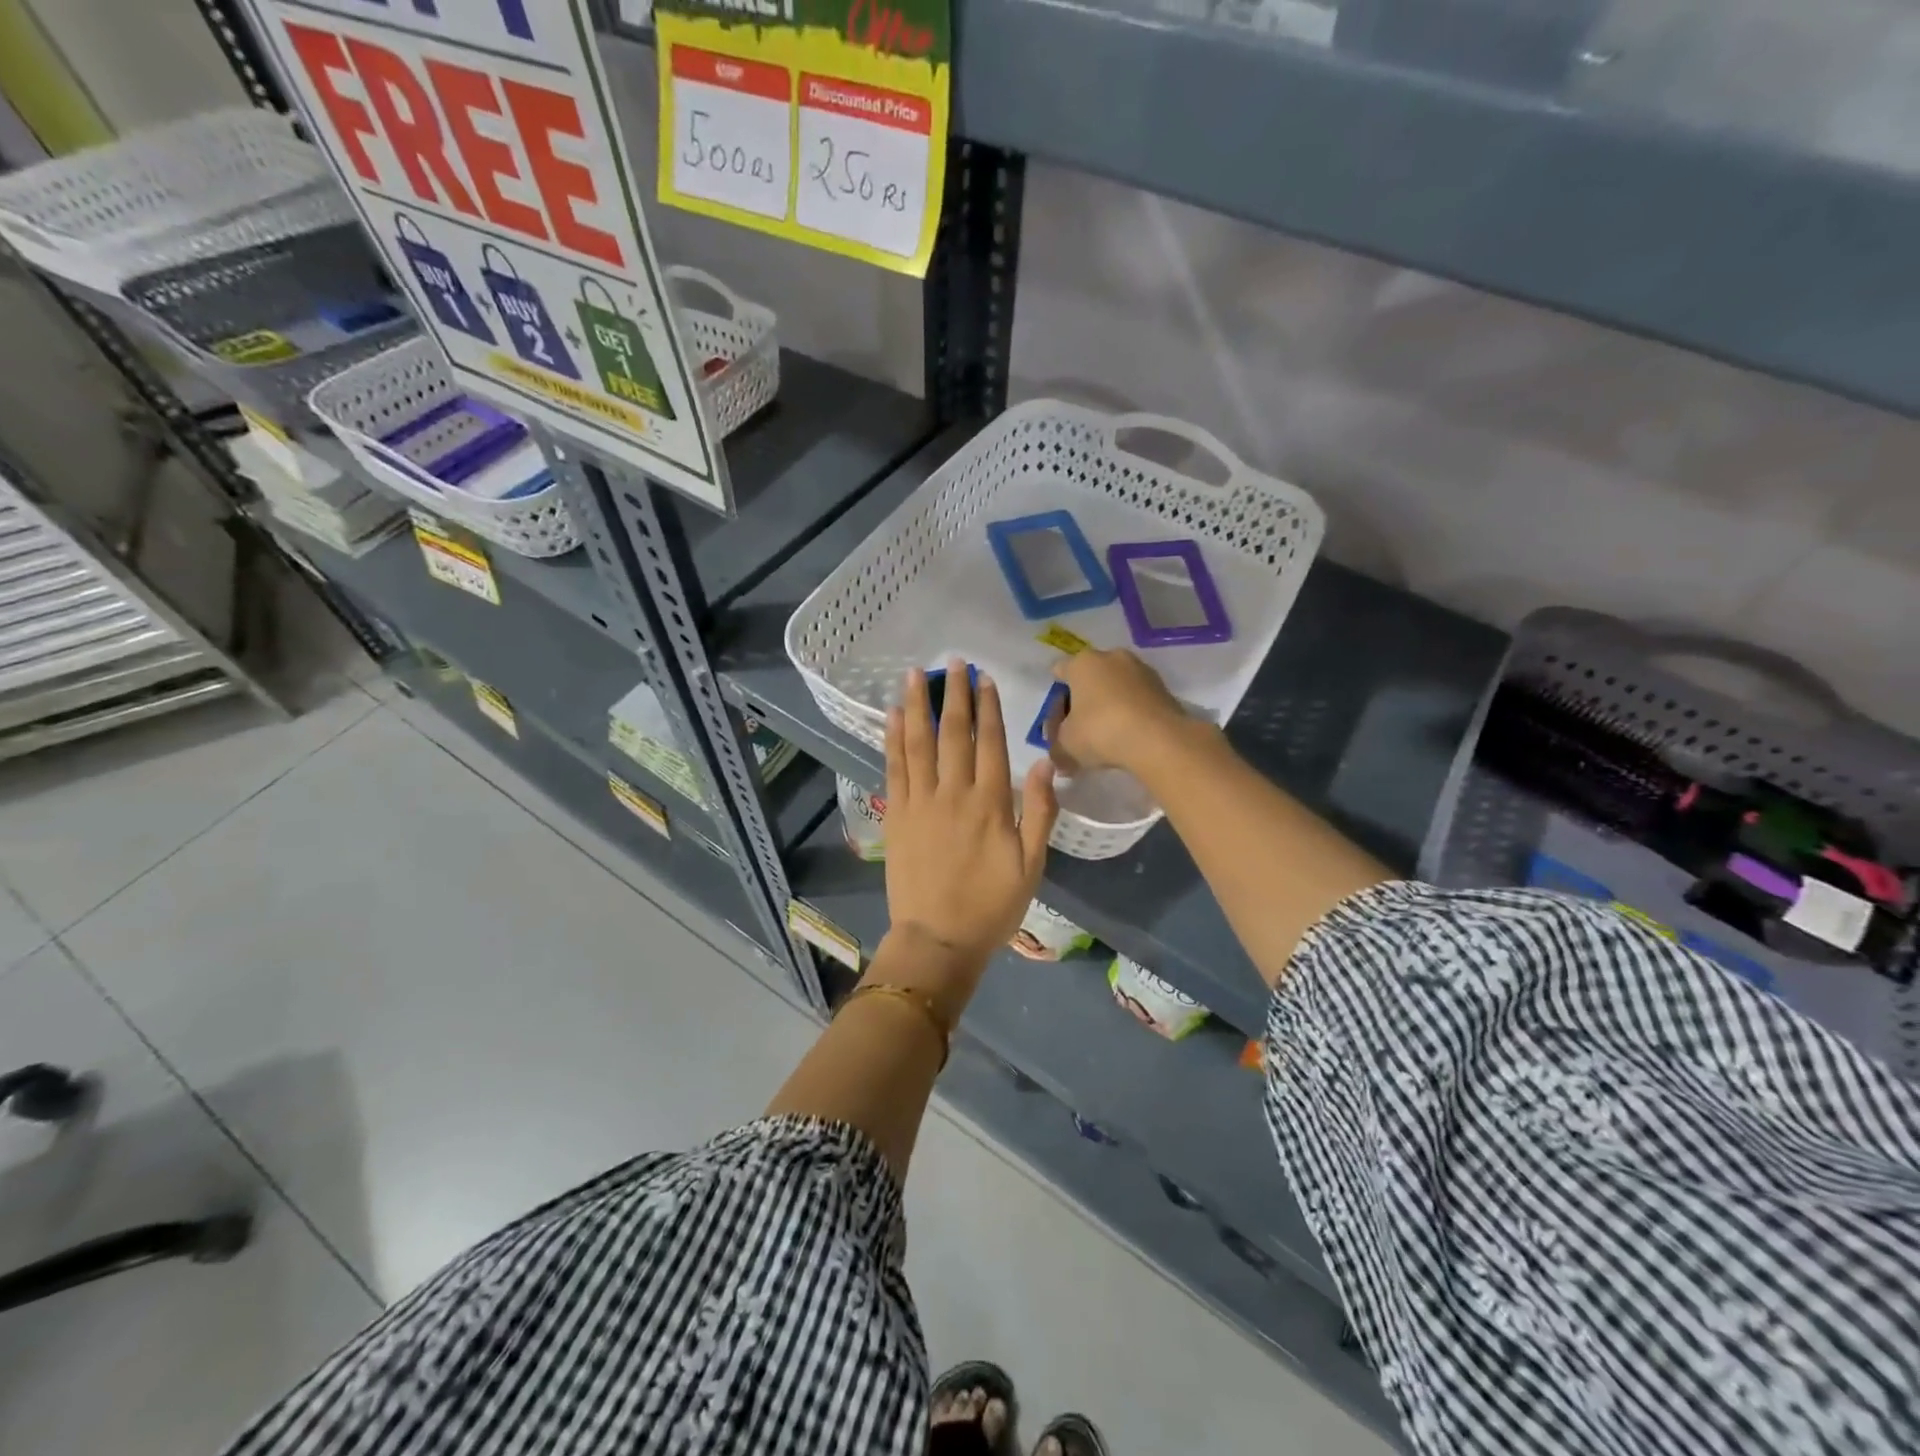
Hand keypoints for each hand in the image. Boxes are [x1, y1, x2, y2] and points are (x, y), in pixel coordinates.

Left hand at [883, 661, 1059, 973]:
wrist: (939, 939)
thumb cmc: (992, 906)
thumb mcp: (1031, 866)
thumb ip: (1039, 813)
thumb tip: (1042, 764)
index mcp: (990, 804)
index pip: (990, 743)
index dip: (989, 708)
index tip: (985, 679)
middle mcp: (953, 794)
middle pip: (954, 734)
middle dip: (955, 695)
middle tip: (954, 662)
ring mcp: (920, 802)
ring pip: (919, 743)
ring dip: (918, 706)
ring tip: (916, 674)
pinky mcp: (896, 815)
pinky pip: (893, 768)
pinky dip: (893, 739)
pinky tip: (893, 716)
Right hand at [1049, 648, 1195, 774]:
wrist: (1158, 740)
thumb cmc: (1100, 732)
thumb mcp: (1066, 745)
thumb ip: (1057, 748)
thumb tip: (1059, 757)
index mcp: (1082, 663)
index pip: (1059, 671)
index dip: (1055, 697)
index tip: (1056, 721)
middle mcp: (1111, 657)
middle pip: (1089, 677)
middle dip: (1083, 700)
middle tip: (1079, 730)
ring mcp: (1141, 669)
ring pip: (1115, 686)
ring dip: (1108, 705)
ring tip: (1106, 735)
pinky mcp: (1162, 687)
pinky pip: (1136, 697)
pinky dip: (1130, 711)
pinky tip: (1128, 734)